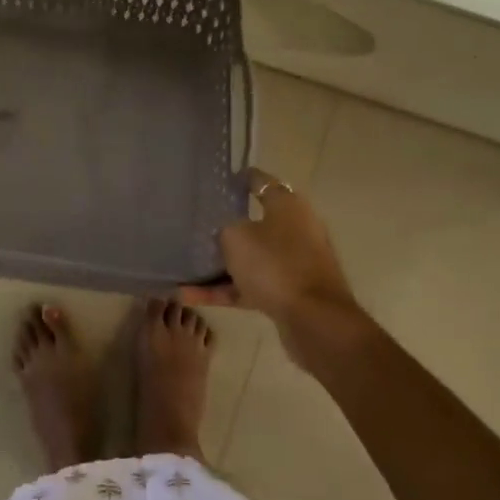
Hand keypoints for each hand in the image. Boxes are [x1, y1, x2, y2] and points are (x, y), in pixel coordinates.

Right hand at [180, 168, 373, 371]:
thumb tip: (226, 231)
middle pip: (256, 223)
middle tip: (198, 225)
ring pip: (251, 258)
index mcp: (288, 206)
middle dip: (227, 226)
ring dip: (220, 265)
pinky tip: (189, 296)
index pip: (261, 182)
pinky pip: (250, 286)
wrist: (314, 320)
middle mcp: (296, 230)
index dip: (241, 179)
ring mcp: (294, 263)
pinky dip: (224, 290)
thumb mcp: (236, 237)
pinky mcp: (289, 293)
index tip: (220, 181)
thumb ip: (225, 228)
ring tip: (185, 268)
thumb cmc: (275, 265)